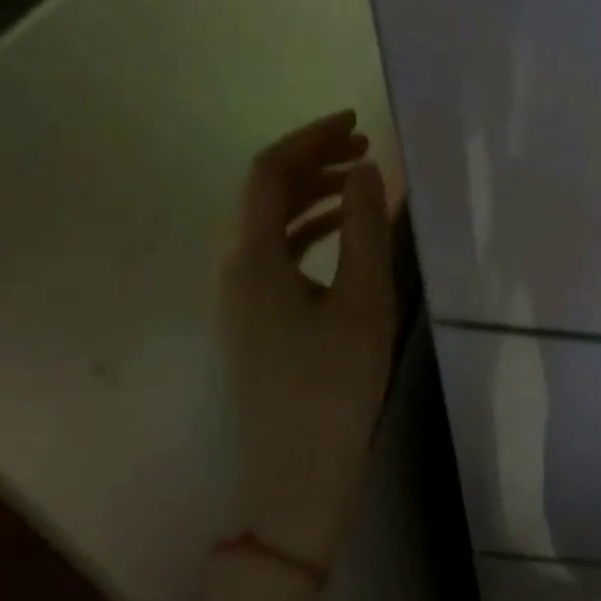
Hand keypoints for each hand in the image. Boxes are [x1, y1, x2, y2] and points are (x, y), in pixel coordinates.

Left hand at [218, 110, 397, 569]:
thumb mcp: (363, 300)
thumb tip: (364, 170)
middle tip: (366, 149)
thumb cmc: (334, 385)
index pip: (268, 173)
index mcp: (253, 260)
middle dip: (314, 162)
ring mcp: (239, 299)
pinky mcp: (255, 322)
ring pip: (270, 225)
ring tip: (361, 183)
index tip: (356, 124)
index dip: (310, 138)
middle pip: (264, 194)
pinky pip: (276, 255)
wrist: (297, 476)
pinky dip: (309, 231)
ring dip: (313, 195)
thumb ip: (365, 228)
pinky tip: (344, 237)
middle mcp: (234, 271)